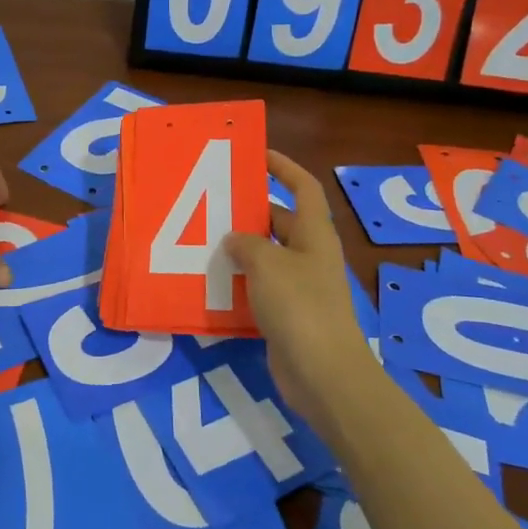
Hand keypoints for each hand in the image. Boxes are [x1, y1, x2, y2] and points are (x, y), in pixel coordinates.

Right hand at [222, 151, 379, 428]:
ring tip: (204, 238)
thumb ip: (247, 244)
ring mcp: (301, 286)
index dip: (284, 167)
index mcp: (314, 234)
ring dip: (242, 248)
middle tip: (214, 203)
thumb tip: (234, 238)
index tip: (257, 155)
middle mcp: (310, 255)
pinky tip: (213, 281)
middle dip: (251, 210)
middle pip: (281, 221)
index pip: (304, 188)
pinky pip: (261, 286)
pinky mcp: (288, 314)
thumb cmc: (299, 306)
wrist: (323, 373)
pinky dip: (241, 281)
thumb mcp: (267, 264)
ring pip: (268, 255)